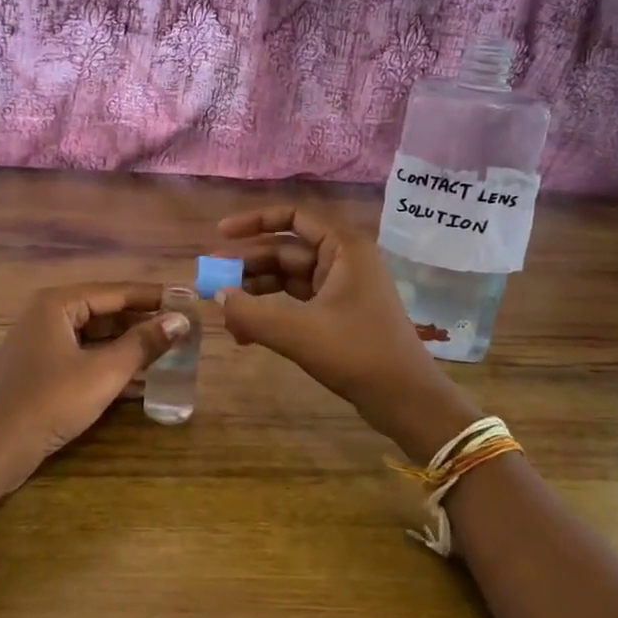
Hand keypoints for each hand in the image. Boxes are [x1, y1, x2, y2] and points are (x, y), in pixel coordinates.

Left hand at [0, 282, 190, 494]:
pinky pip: (84, 359)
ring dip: (130, 348)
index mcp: (58, 304)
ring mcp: (41, 345)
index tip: (188, 302)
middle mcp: (48, 316)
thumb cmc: (49, 401)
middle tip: (183, 333)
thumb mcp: (103, 373)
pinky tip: (141, 383)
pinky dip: (110, 366)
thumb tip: (181, 320)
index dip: (154, 297)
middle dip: (143, 324)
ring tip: (170, 356)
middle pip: (106, 312)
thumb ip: (143, 344)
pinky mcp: (40, 372)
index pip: (116, 291)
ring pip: (95, 338)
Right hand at [215, 206, 478, 461]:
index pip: (292, 218)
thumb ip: (251, 312)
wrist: (405, 399)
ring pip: (288, 280)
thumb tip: (217, 296)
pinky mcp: (339, 315)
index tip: (220, 234)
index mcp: (343, 248)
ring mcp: (342, 289)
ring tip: (225, 315)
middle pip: (285, 251)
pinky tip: (246, 333)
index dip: (254, 222)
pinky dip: (271, 313)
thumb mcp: (297, 332)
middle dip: (248, 267)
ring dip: (256, 293)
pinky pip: (296, 303)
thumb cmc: (357, 353)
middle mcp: (343, 261)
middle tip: (211, 284)